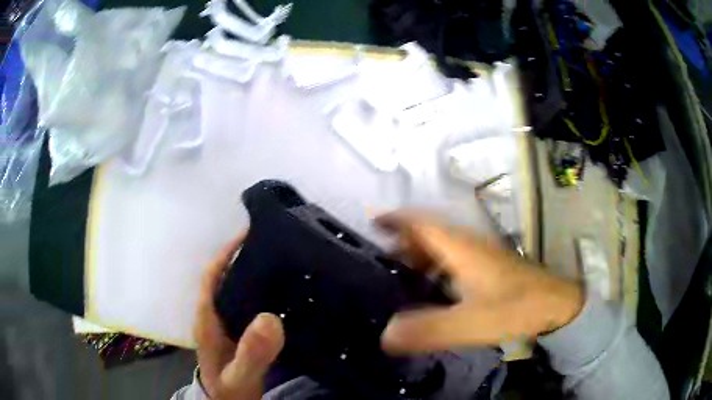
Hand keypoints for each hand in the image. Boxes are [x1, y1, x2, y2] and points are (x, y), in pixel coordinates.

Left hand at [194, 233, 284, 399]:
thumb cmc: (230, 391)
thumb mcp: (241, 375)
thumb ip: (252, 352)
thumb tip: (270, 318)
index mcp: (207, 319)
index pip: (212, 275)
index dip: (226, 252)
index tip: (250, 233)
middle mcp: (214, 316)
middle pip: (225, 276)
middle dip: (245, 258)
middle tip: (277, 245)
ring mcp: (225, 324)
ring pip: (236, 290)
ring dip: (254, 274)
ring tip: (285, 263)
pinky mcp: (236, 332)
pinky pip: (247, 305)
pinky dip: (261, 294)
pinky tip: (282, 295)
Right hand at [377, 212, 583, 353]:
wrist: (556, 305)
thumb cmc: (515, 307)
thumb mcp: (470, 323)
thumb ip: (429, 330)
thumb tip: (385, 336)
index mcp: (461, 248)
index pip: (422, 223)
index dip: (396, 219)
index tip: (372, 222)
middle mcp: (468, 245)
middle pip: (429, 234)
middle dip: (403, 242)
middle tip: (381, 262)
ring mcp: (480, 255)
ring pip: (442, 247)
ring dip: (419, 256)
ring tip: (401, 277)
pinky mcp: (488, 267)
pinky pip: (453, 260)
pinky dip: (436, 268)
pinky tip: (433, 290)